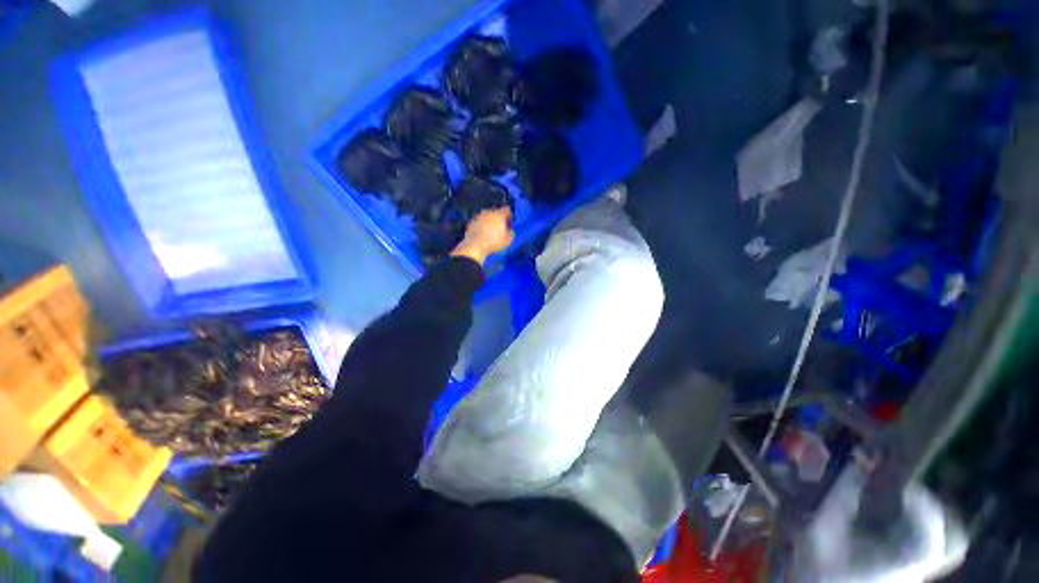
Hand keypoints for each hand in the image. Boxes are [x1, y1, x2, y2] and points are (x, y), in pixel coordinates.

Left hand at [451, 206, 514, 265]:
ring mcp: (478, 216)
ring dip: (489, 222)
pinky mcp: (471, 222)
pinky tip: (482, 234)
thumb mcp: (508, 240)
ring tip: (491, 232)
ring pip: (487, 216)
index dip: (510, 216)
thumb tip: (510, 230)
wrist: (474, 247)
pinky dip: (481, 226)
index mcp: (499, 214)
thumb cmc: (494, 243)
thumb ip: (511, 233)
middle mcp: (488, 212)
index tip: (510, 223)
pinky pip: (479, 222)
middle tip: (501, 229)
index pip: (507, 209)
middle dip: (499, 219)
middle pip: (496, 212)